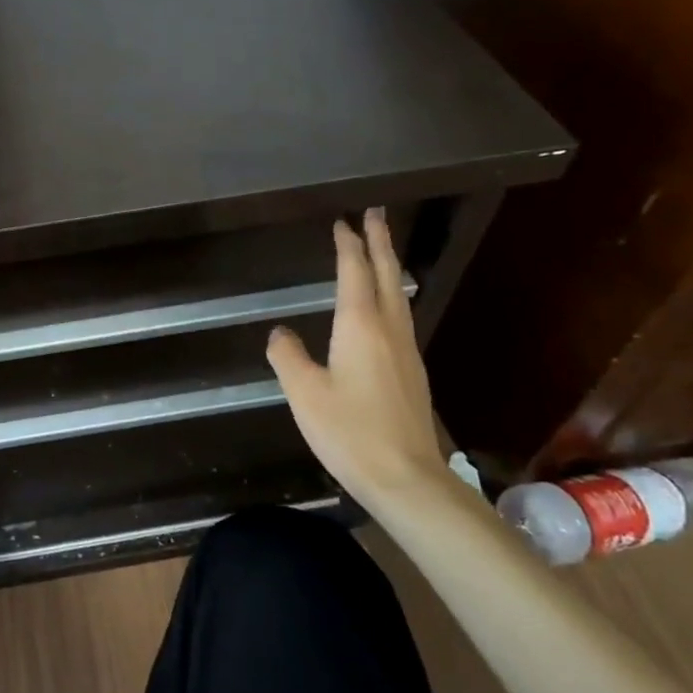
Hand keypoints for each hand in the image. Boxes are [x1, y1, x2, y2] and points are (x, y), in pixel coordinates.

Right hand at [266, 210, 457, 513]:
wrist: (405, 478)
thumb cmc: (349, 431)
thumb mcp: (303, 392)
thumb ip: (288, 356)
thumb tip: (280, 333)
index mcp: (360, 326)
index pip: (354, 272)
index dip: (348, 245)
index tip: (344, 221)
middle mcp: (389, 329)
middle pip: (387, 275)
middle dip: (380, 242)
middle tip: (376, 214)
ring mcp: (407, 351)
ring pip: (399, 295)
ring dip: (389, 266)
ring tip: (381, 251)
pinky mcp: (412, 372)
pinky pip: (401, 316)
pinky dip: (391, 295)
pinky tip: (386, 306)